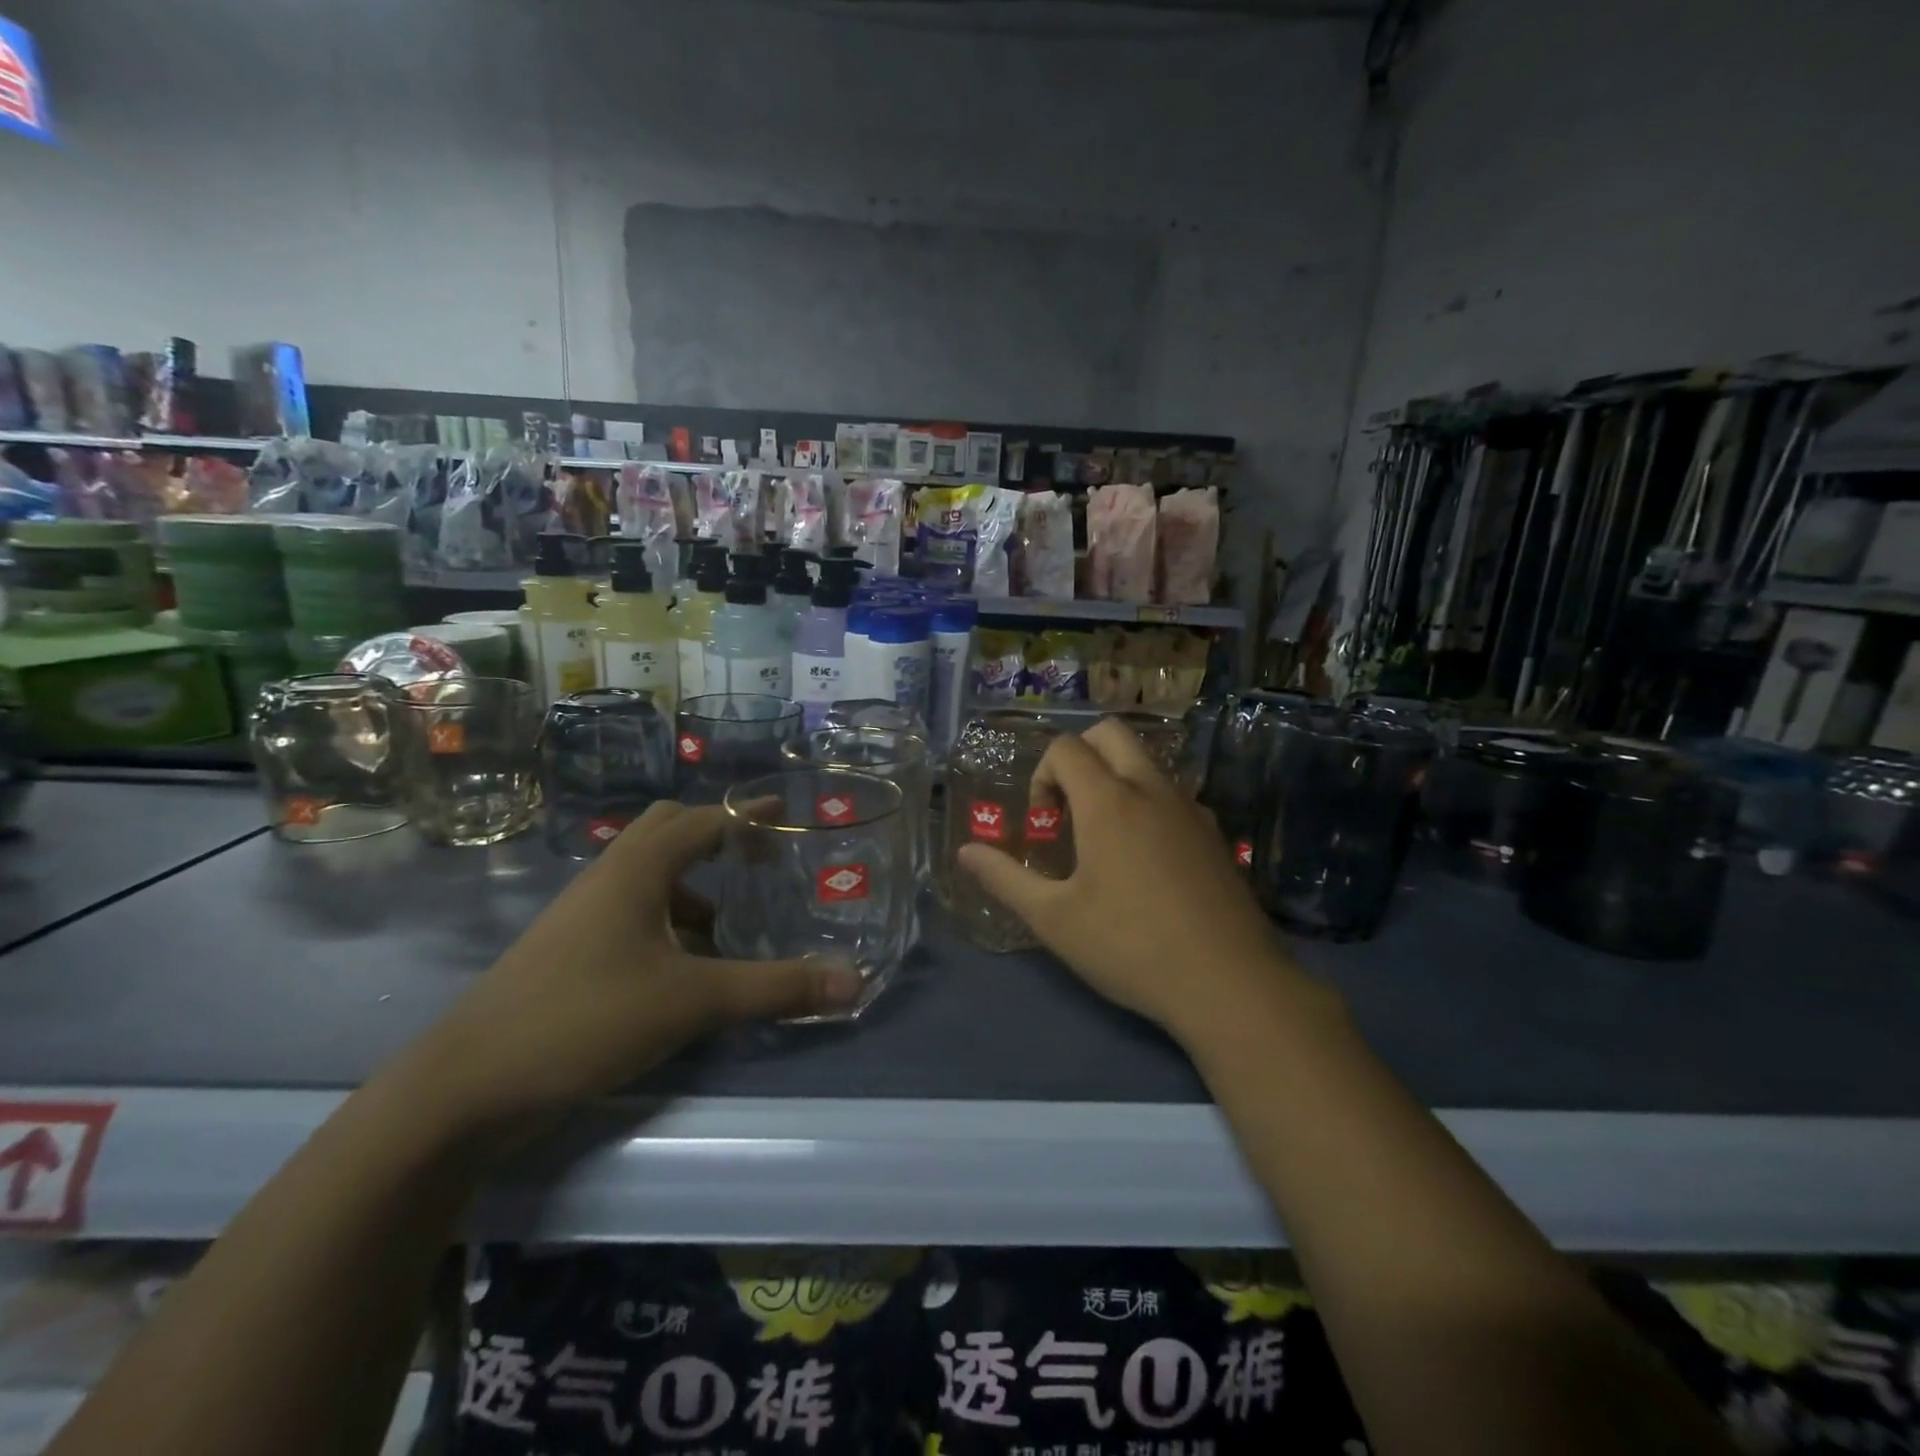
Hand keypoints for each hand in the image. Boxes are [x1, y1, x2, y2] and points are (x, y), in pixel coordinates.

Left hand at [417, 801, 861, 1126]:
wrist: (468, 1086)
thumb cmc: (587, 1017)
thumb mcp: (694, 1001)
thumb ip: (776, 988)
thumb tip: (854, 982)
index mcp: (637, 869)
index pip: (703, 819)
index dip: (748, 814)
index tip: (788, 816)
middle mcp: (608, 878)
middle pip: (668, 832)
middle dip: (716, 838)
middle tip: (759, 861)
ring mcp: (583, 915)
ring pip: (649, 877)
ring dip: (693, 888)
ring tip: (733, 925)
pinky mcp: (570, 951)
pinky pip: (632, 914)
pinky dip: (669, 923)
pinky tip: (688, 967)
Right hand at [958, 718, 1303, 1042]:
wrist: (1229, 983)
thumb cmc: (1129, 946)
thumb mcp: (1054, 919)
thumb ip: (1004, 878)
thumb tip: (965, 852)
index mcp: (1109, 800)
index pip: (1066, 748)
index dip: (1041, 775)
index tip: (1043, 824)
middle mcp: (1152, 790)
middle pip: (1111, 734)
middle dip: (1079, 756)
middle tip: (1069, 810)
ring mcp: (1190, 809)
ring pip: (1146, 763)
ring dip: (1115, 779)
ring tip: (1104, 839)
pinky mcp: (1215, 836)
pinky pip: (1172, 796)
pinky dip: (1147, 805)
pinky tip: (1145, 862)